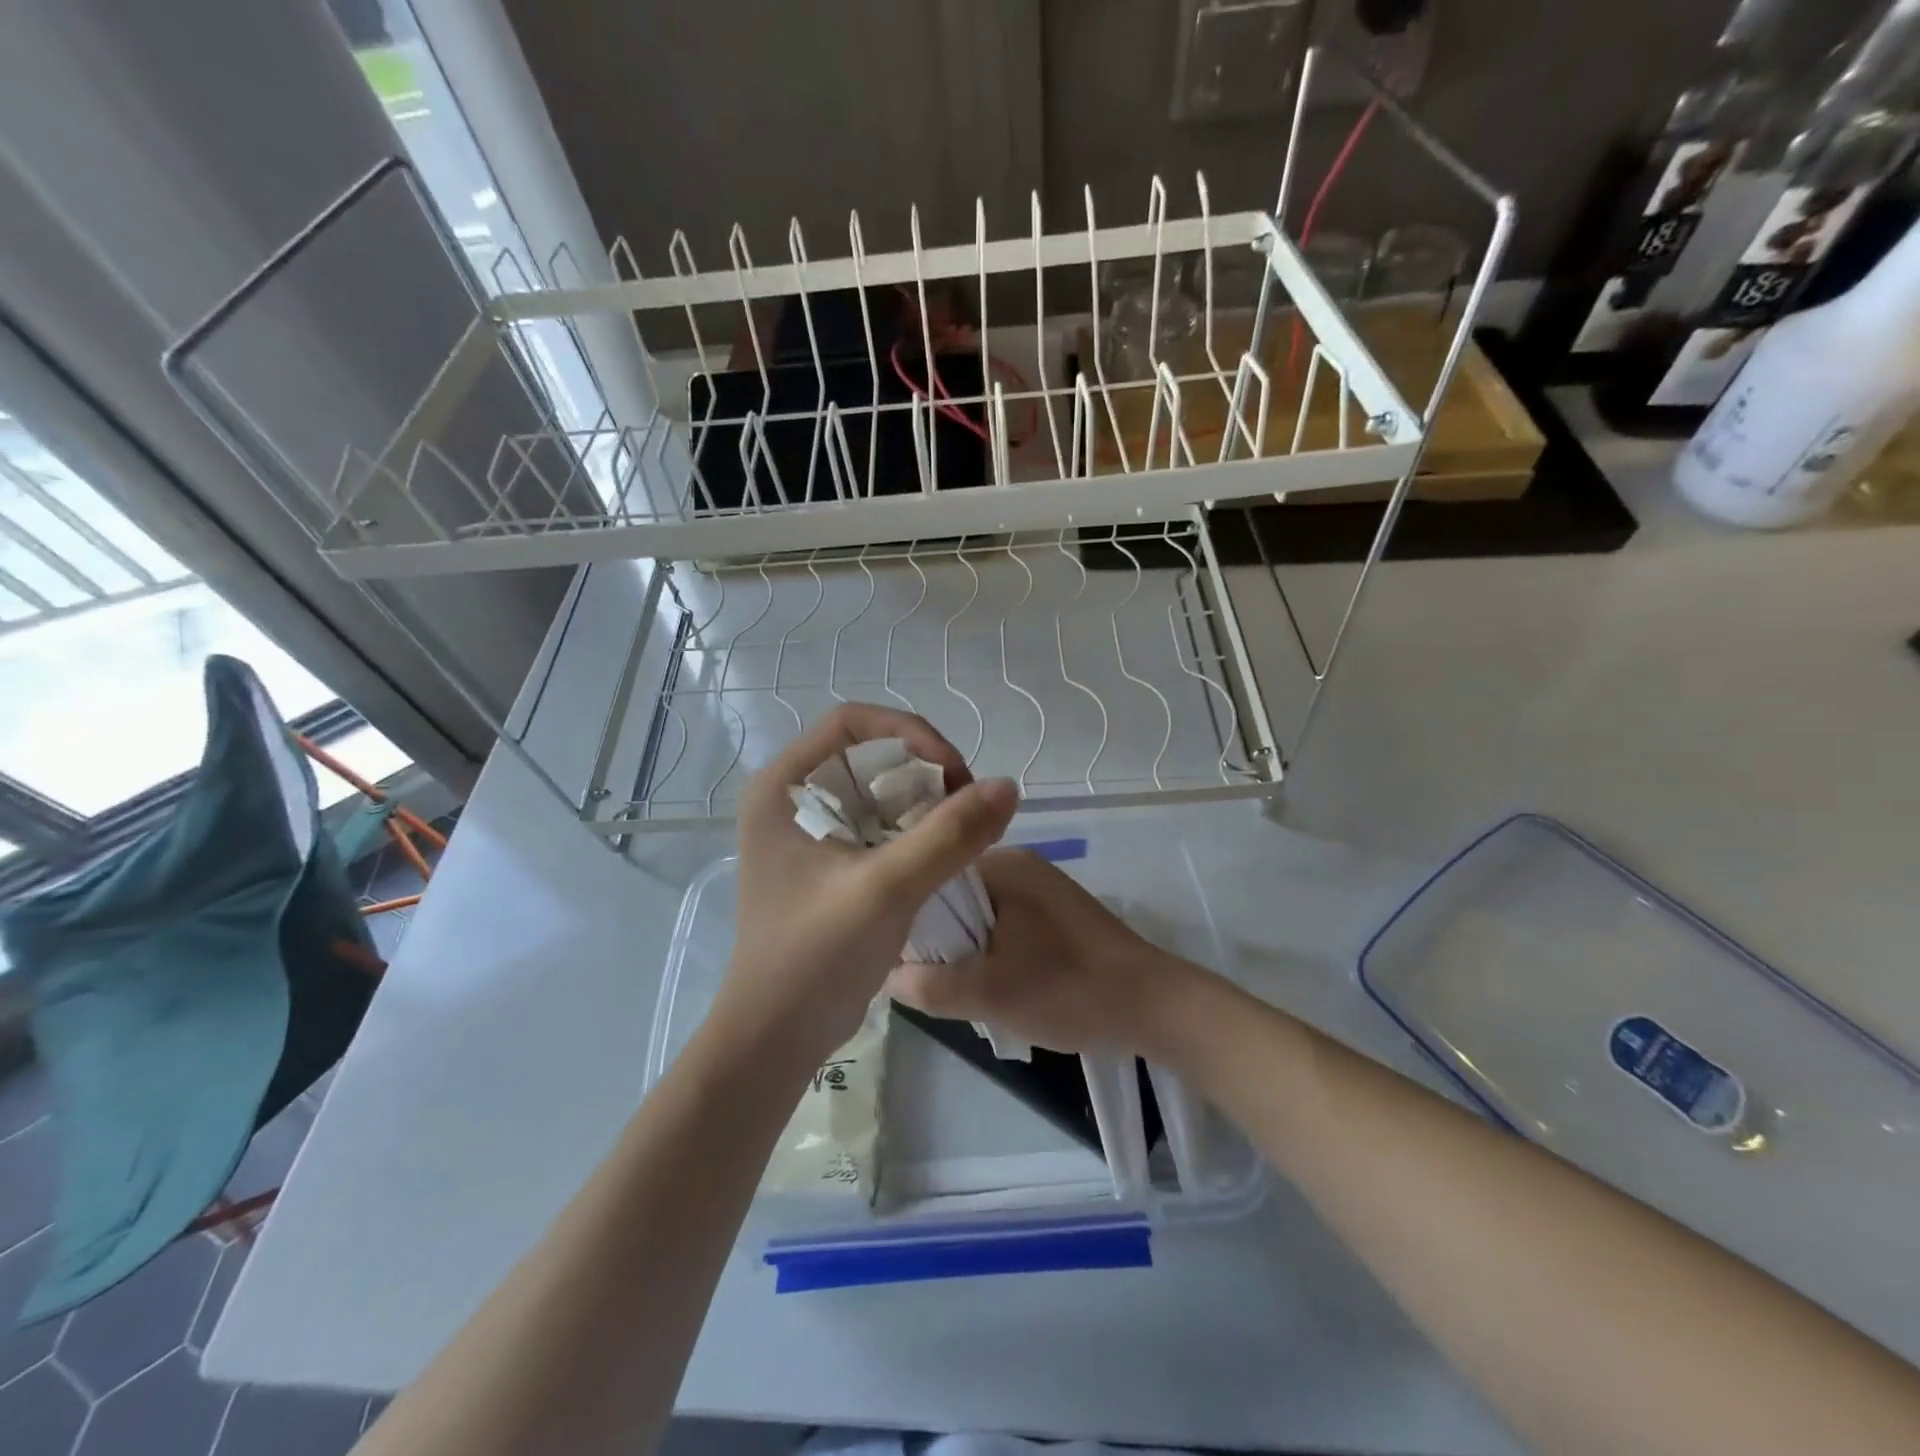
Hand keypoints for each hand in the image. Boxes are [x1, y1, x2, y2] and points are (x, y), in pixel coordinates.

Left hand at [718, 703, 1017, 1068]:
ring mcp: (807, 831)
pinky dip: (914, 829)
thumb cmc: (815, 958)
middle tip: (964, 804)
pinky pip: (878, 823)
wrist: (775, 1038)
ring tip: (959, 831)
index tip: (954, 772)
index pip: (852, 723)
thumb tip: (1007, 786)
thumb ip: (949, 835)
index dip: (910, 733)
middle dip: (923, 771)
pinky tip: (941, 854)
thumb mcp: (886, 890)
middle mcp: (790, 798)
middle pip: (869, 753)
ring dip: (923, 802)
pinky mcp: (826, 861)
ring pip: (878, 789)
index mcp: (782, 787)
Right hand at [887, 849, 1206, 1061]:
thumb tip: (889, 975)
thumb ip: (928, 985)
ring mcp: (1043, 887)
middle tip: (935, 983)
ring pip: (982, 915)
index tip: (903, 960)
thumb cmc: (1067, 990)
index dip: (911, 921)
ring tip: (966, 989)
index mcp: (1002, 865)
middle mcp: (1021, 864)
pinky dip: (996, 950)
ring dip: (970, 949)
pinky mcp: (1059, 912)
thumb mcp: (987, 994)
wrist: (1153, 1005)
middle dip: (943, 940)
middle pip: (956, 898)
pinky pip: (1008, 924)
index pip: (933, 879)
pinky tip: (999, 983)